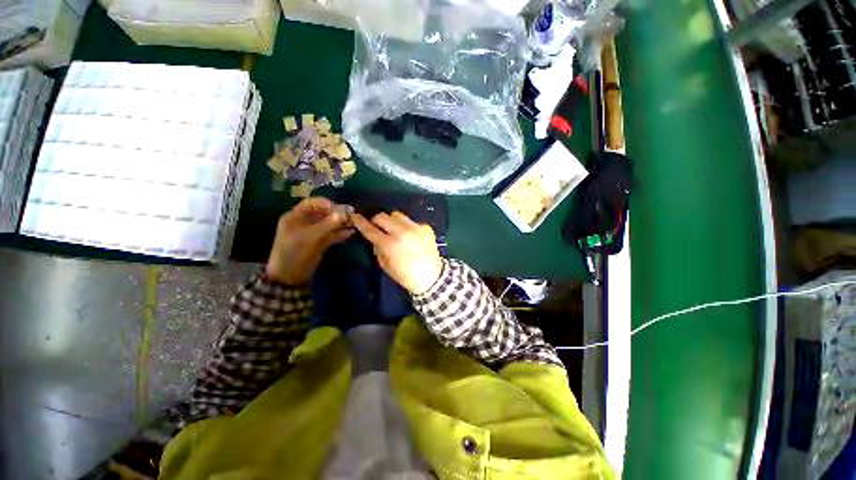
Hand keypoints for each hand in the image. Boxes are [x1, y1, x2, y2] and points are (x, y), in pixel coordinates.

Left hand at [266, 198, 353, 284]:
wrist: (290, 276)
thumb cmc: (294, 252)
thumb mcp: (309, 237)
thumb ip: (327, 224)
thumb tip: (344, 212)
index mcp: (295, 217)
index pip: (312, 203)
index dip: (326, 203)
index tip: (340, 208)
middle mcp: (305, 223)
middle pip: (323, 214)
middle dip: (337, 214)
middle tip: (352, 215)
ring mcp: (313, 233)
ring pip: (329, 225)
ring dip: (341, 223)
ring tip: (355, 223)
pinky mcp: (320, 243)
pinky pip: (332, 235)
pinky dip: (341, 234)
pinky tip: (351, 232)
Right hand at [352, 211, 442, 294]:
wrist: (431, 277)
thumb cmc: (406, 275)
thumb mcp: (385, 265)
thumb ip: (378, 249)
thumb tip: (375, 238)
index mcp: (390, 244)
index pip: (371, 229)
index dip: (360, 222)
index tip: (355, 216)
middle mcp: (403, 232)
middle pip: (382, 216)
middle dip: (377, 221)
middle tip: (378, 227)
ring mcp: (416, 227)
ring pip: (397, 215)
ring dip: (392, 221)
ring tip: (395, 230)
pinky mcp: (426, 227)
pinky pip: (411, 221)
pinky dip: (407, 227)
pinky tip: (411, 237)